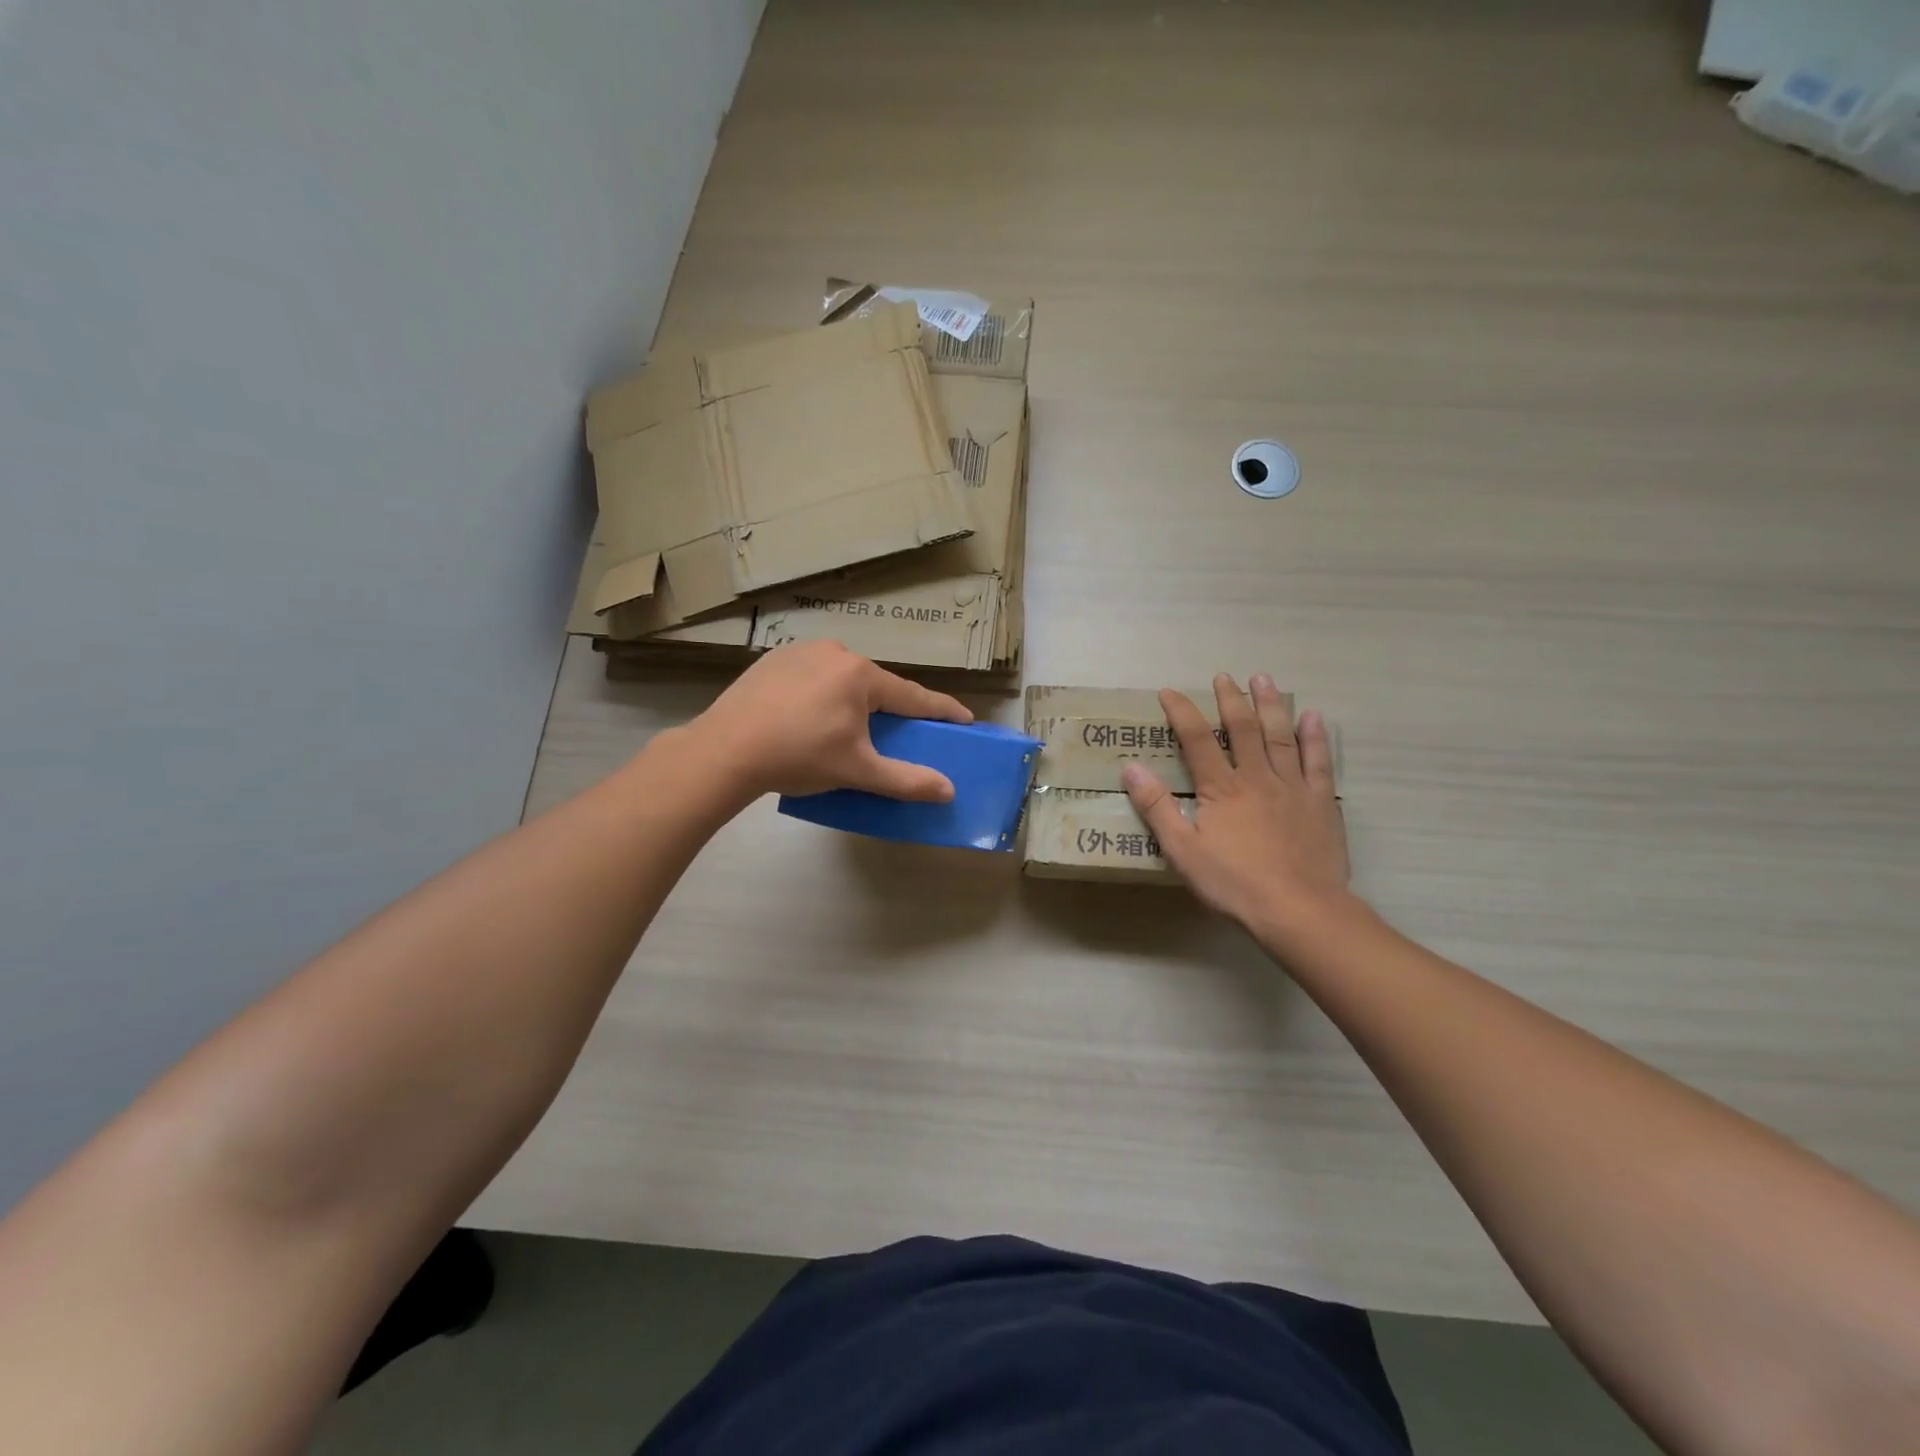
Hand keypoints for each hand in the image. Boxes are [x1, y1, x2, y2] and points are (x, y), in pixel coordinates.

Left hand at [692, 640, 972, 801]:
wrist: (724, 750)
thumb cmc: (798, 757)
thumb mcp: (857, 771)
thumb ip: (905, 780)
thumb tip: (948, 790)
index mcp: (860, 676)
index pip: (913, 696)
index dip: (941, 710)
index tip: (964, 719)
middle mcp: (835, 653)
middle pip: (876, 685)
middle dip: (889, 708)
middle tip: (893, 734)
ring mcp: (800, 651)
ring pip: (842, 678)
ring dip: (853, 699)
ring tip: (844, 729)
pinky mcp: (772, 660)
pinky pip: (812, 675)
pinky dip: (821, 693)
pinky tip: (808, 716)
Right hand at [1122, 674, 1353, 938]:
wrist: (1300, 910)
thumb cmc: (1235, 883)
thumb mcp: (1182, 851)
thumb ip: (1157, 807)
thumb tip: (1130, 767)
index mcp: (1221, 789)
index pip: (1196, 740)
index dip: (1182, 712)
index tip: (1169, 691)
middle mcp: (1257, 777)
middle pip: (1242, 729)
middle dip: (1231, 700)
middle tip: (1224, 677)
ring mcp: (1293, 787)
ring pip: (1280, 736)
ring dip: (1271, 705)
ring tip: (1264, 680)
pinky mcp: (1320, 803)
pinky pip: (1318, 762)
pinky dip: (1315, 737)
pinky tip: (1313, 717)